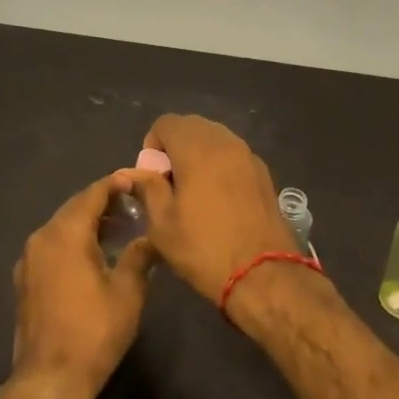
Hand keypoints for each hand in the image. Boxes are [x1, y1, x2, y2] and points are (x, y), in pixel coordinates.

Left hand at [10, 175, 155, 398]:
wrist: (50, 380)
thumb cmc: (94, 332)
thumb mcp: (128, 292)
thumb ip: (140, 255)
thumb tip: (151, 236)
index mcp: (66, 233)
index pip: (92, 194)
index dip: (115, 184)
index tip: (137, 181)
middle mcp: (42, 237)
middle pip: (75, 207)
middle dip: (103, 203)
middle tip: (133, 206)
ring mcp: (29, 259)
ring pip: (62, 226)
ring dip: (88, 223)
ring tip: (119, 230)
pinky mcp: (25, 279)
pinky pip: (52, 246)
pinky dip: (73, 241)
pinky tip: (93, 256)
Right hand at [129, 115, 299, 301]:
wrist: (264, 275)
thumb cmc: (205, 248)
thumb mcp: (163, 224)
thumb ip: (147, 189)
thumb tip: (134, 173)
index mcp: (197, 149)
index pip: (167, 123)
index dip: (153, 145)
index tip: (153, 177)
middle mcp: (225, 142)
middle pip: (192, 126)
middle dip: (176, 147)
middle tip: (171, 184)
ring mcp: (249, 156)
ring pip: (215, 139)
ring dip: (199, 155)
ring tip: (195, 192)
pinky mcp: (264, 173)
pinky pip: (234, 155)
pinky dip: (220, 165)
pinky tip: (219, 200)